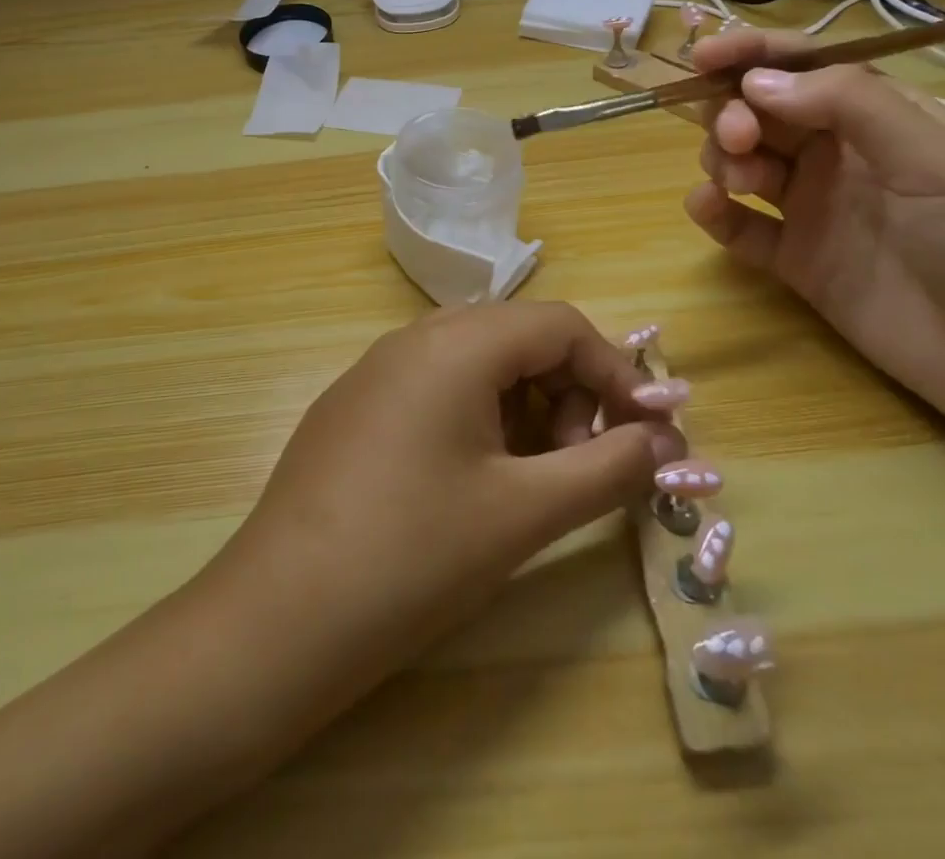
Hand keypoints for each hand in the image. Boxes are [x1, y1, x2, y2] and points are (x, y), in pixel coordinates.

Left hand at [214, 302, 687, 678]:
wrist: (278, 619)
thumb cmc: (413, 557)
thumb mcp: (524, 512)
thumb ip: (608, 468)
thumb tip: (666, 442)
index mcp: (456, 343)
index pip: (560, 325)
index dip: (616, 372)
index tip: (649, 433)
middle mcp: (413, 337)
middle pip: (519, 339)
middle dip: (570, 394)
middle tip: (585, 466)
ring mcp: (377, 370)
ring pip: (478, 365)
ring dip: (527, 409)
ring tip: (535, 482)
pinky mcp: (356, 406)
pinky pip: (437, 388)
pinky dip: (479, 419)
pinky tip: (476, 483)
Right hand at [683, 28, 944, 440]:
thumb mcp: (935, 161)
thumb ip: (849, 107)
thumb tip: (756, 82)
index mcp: (877, 118)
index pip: (802, 67)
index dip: (750, 54)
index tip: (702, 57)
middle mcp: (837, 156)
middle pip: (760, 112)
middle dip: (732, 112)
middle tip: (738, 139)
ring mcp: (813, 209)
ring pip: (742, 162)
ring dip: (723, 160)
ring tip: (741, 184)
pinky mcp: (795, 261)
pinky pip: (739, 226)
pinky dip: (714, 212)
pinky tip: (709, 210)